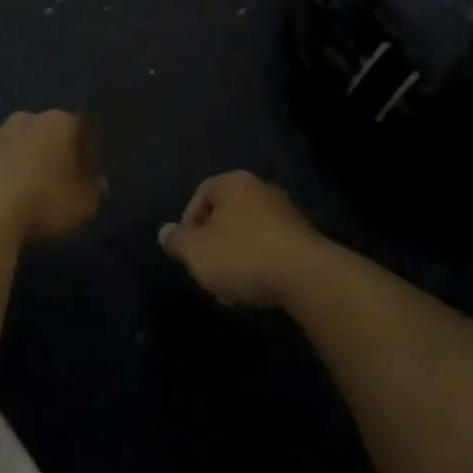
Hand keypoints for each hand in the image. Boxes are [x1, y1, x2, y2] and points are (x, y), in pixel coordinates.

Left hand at [0, 110, 105, 248]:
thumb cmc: (43, 200)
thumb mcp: (82, 204)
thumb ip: (94, 191)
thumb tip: (98, 183)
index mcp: (60, 122)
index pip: (82, 130)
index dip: (89, 154)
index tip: (90, 177)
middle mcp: (28, 118)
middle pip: (49, 134)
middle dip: (57, 154)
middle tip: (62, 183)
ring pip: (21, 146)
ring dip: (28, 164)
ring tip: (32, 195)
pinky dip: (5, 176)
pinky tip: (6, 200)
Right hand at [158, 171, 325, 307]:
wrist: (307, 277)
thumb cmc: (243, 255)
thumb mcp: (197, 252)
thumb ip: (177, 241)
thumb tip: (164, 232)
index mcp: (234, 183)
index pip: (201, 194)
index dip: (188, 224)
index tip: (188, 253)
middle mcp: (261, 189)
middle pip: (226, 213)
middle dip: (214, 243)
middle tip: (208, 272)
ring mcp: (286, 212)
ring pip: (249, 232)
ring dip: (236, 256)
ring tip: (232, 289)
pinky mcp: (305, 238)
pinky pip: (271, 246)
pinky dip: (260, 263)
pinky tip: (258, 288)